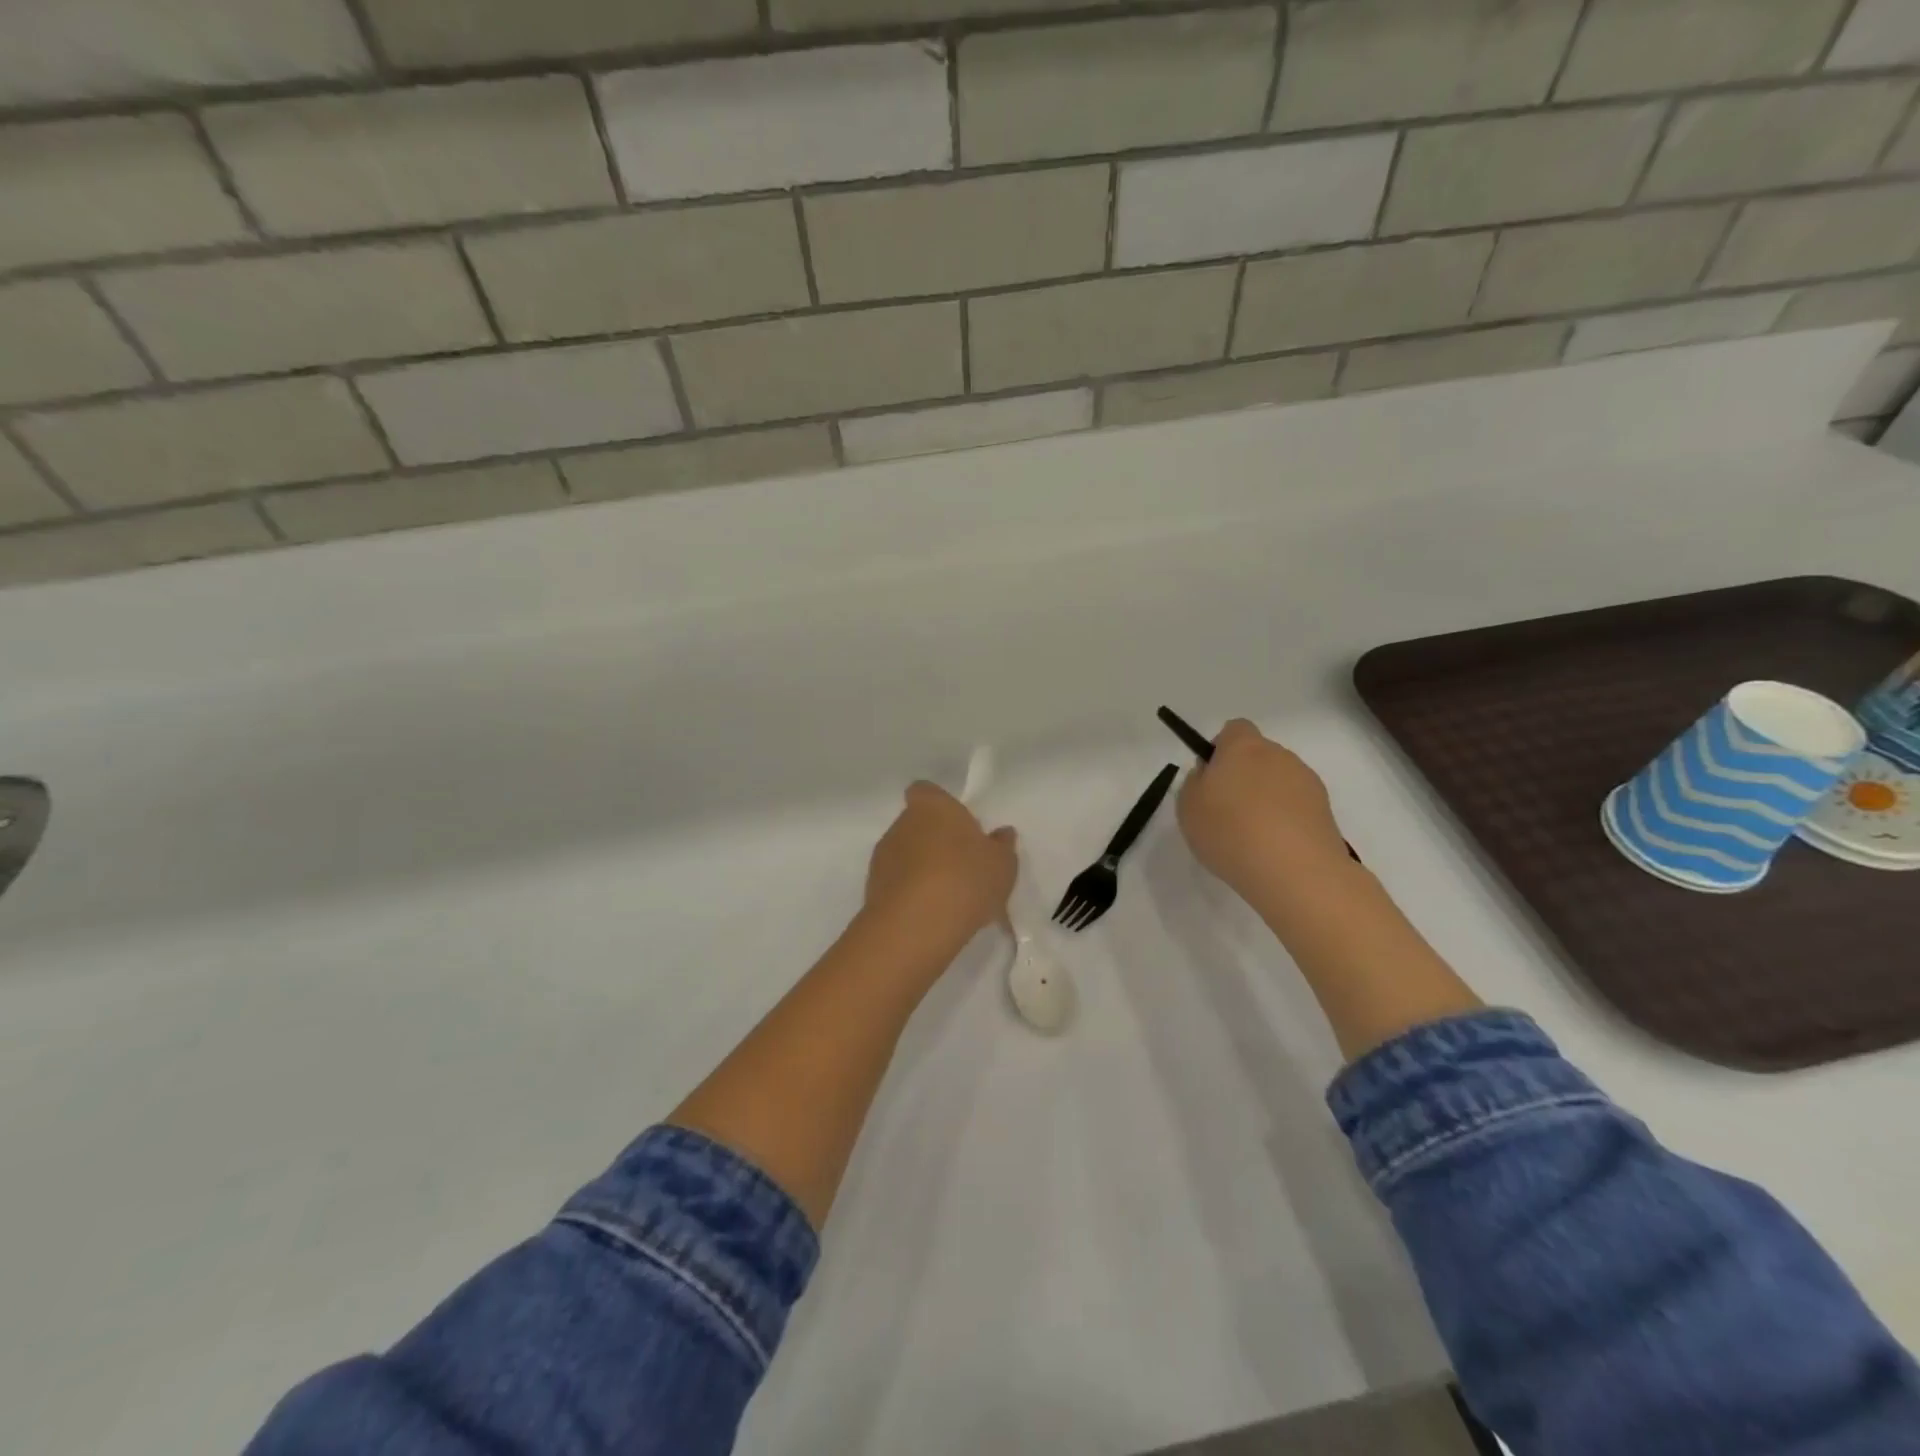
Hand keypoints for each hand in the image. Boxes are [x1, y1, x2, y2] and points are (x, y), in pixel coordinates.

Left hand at [864, 782, 1017, 950]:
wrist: (915, 927)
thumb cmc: (965, 880)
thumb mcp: (1001, 865)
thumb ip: (1002, 846)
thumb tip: (1002, 833)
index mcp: (932, 807)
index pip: (926, 791)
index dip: (940, 805)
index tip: (958, 826)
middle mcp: (901, 824)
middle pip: (916, 824)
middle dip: (934, 841)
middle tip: (961, 865)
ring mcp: (882, 857)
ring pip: (905, 855)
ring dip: (921, 869)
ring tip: (948, 896)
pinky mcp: (872, 889)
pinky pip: (896, 884)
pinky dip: (910, 894)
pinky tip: (931, 915)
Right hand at [1177, 720, 1350, 906]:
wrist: (1295, 871)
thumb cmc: (1230, 831)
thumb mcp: (1188, 806)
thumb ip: (1195, 782)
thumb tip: (1210, 775)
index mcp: (1243, 747)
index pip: (1234, 729)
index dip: (1220, 749)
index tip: (1211, 778)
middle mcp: (1279, 755)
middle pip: (1258, 756)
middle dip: (1244, 776)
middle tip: (1226, 811)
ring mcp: (1307, 782)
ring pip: (1279, 781)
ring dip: (1266, 799)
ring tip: (1253, 837)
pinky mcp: (1326, 811)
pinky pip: (1297, 806)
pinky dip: (1285, 820)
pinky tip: (1274, 848)